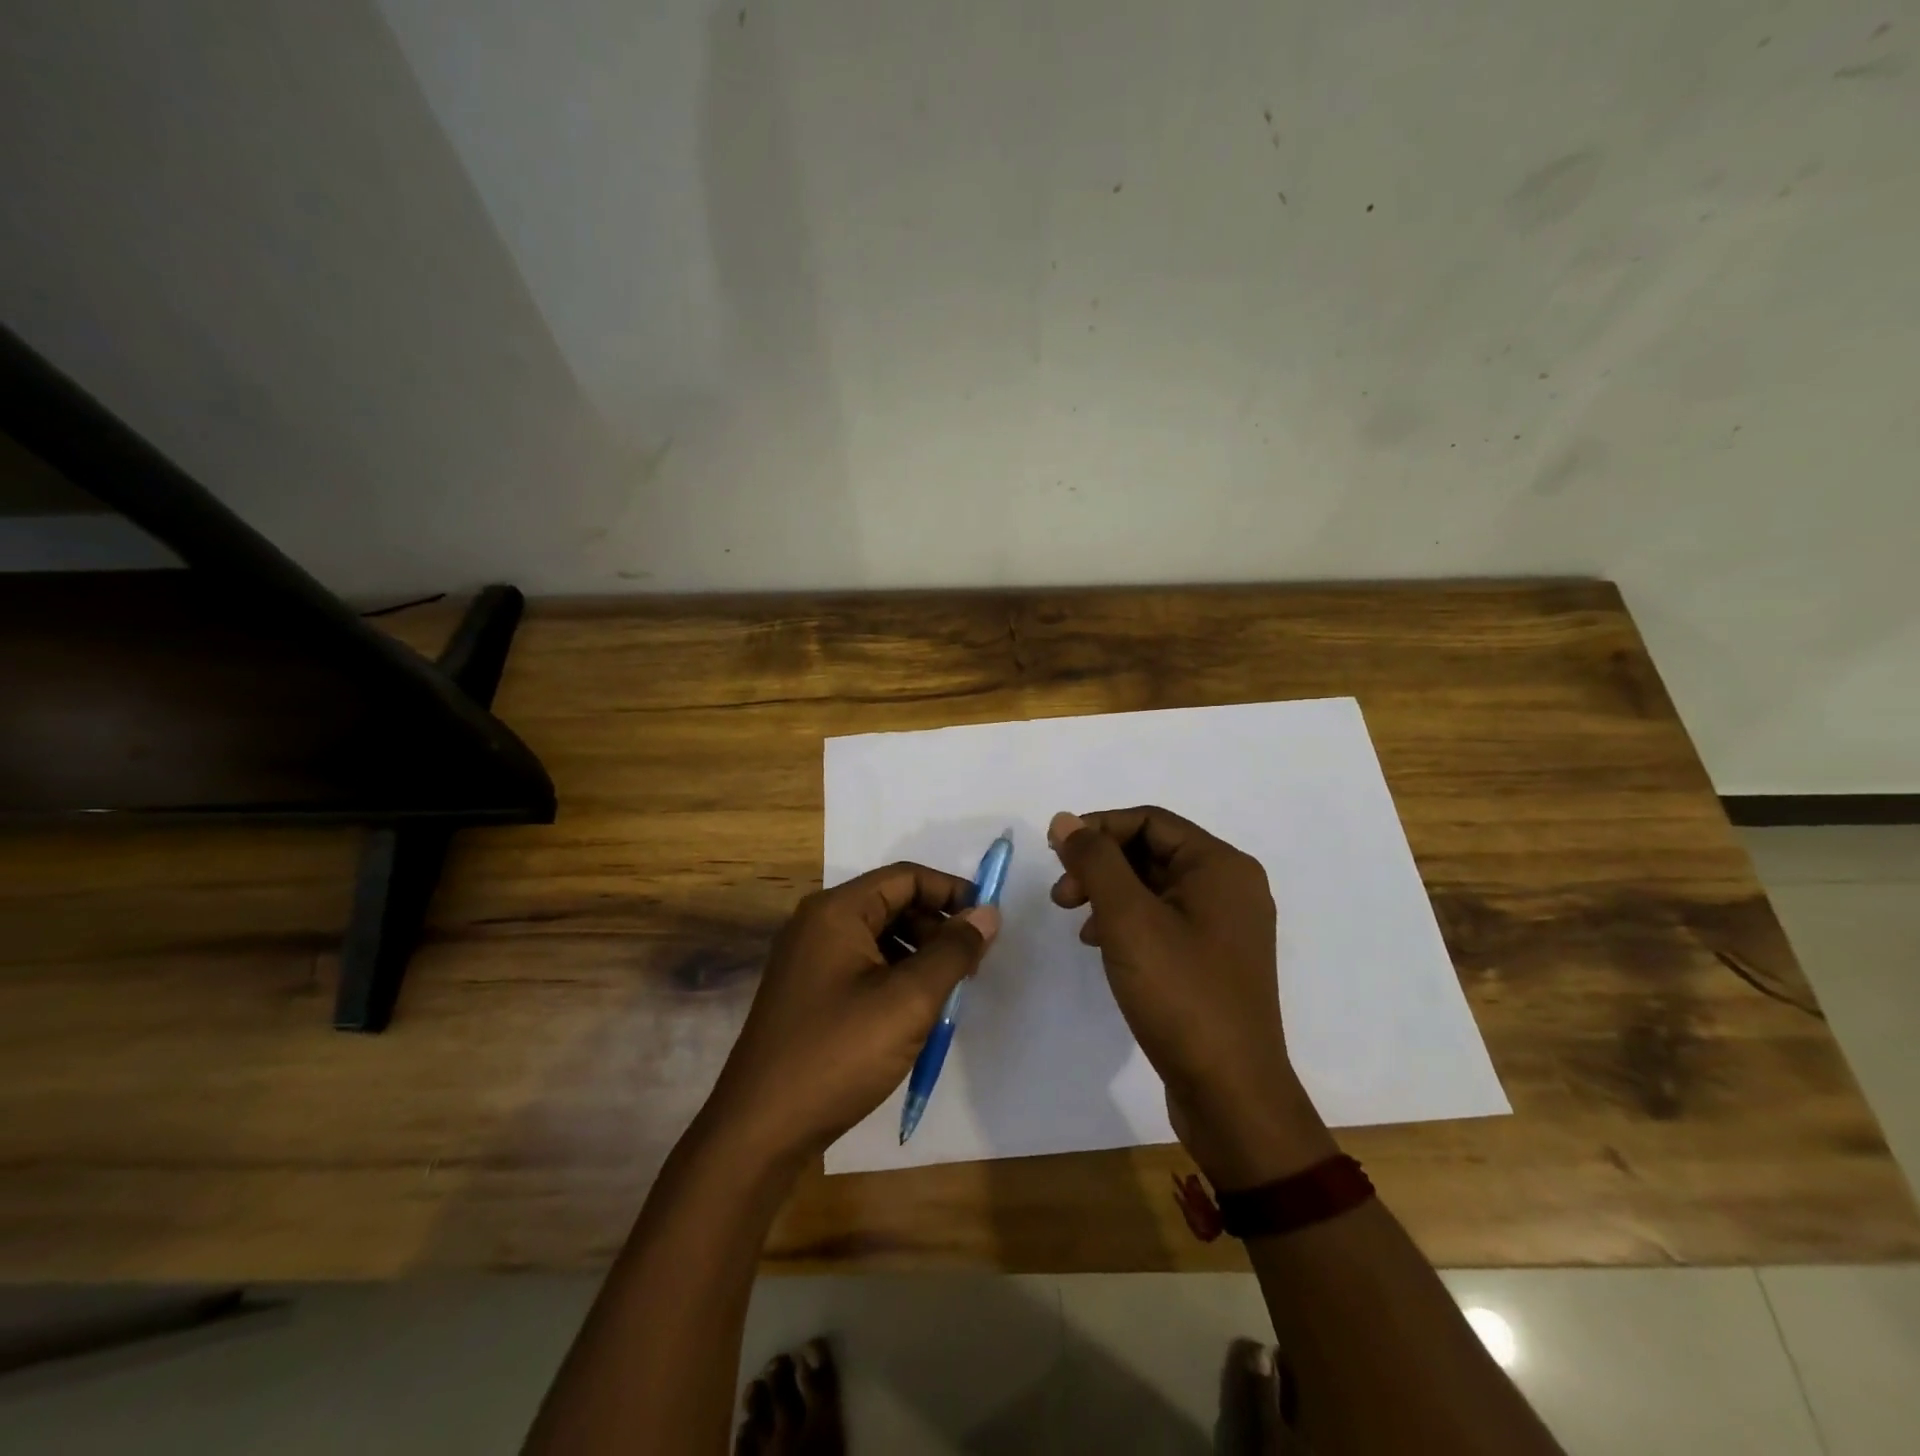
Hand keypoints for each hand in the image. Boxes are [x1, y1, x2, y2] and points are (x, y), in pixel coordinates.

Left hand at [703, 863, 999, 1165]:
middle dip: (937, 927)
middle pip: (892, 904)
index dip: (951, 892)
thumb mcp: (909, 1000)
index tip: (988, 921)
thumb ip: (953, 951)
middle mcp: (818, 924)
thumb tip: (988, 913)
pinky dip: (895, 977)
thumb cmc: (839, 1054)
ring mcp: (809, 959)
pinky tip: (915, 1012)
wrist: (759, 1130)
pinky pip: (862, 966)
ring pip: (879, 938)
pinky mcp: (809, 992)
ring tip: (948, 992)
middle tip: (972, 965)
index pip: (906, 878)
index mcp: (837, 911)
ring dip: (919, 954)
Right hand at [1048, 807, 1334, 1186]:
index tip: (1054, 850)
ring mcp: (1225, 926)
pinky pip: (1164, 919)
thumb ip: (1095, 861)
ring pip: (1154, 886)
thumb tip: (1065, 820)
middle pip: (1152, 851)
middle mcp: (1231, 887)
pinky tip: (1100, 943)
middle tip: (1061, 893)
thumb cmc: (1181, 994)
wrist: (1231, 1093)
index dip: (1098, 828)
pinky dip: (1127, 921)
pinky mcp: (1214, 959)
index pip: (1150, 821)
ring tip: (1074, 919)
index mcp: (1221, 866)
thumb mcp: (1128, 919)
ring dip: (1109, 892)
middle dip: (1101, 864)